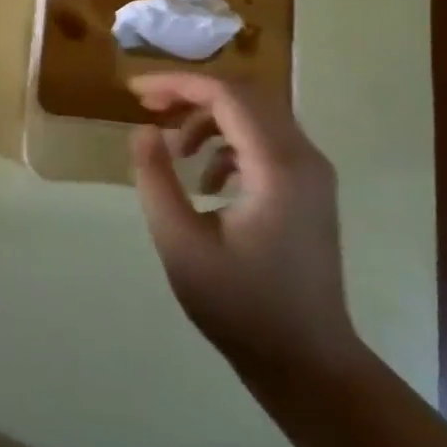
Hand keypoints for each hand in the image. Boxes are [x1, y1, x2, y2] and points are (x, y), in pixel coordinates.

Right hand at [128, 73, 361, 381]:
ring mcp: (313, 175)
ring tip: (173, 149)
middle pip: (246, 96)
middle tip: (147, 107)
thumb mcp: (181, 244)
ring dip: (211, 119)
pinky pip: (267, 143)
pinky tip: (205, 181)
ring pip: (258, 116)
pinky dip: (230, 143)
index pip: (227, 96)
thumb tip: (144, 131)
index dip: (177, 84)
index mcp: (278, 167)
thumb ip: (156, 180)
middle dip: (192, 94)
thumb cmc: (240, 306)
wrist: (307, 361)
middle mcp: (304, 158)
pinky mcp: (309, 191)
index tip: (134, 92)